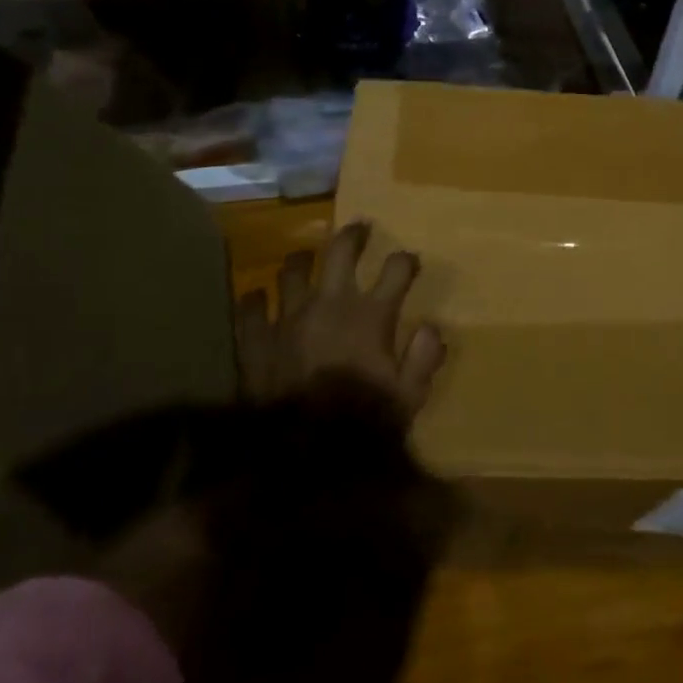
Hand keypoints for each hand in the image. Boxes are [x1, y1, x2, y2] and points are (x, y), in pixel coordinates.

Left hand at [236, 220, 445, 420]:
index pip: (395, 270)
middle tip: (359, 229)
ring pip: (291, 270)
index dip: (406, 260)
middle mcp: (329, 304)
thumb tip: (432, 329)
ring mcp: (287, 317)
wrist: (300, 453)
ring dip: (301, 261)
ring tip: (304, 258)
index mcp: (370, 315)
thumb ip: (423, 359)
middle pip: (340, 251)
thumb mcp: (409, 397)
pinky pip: (250, 307)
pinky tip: (258, 299)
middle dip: (353, 235)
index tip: (410, 261)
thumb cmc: (362, 423)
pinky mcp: (255, 339)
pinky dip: (256, 300)